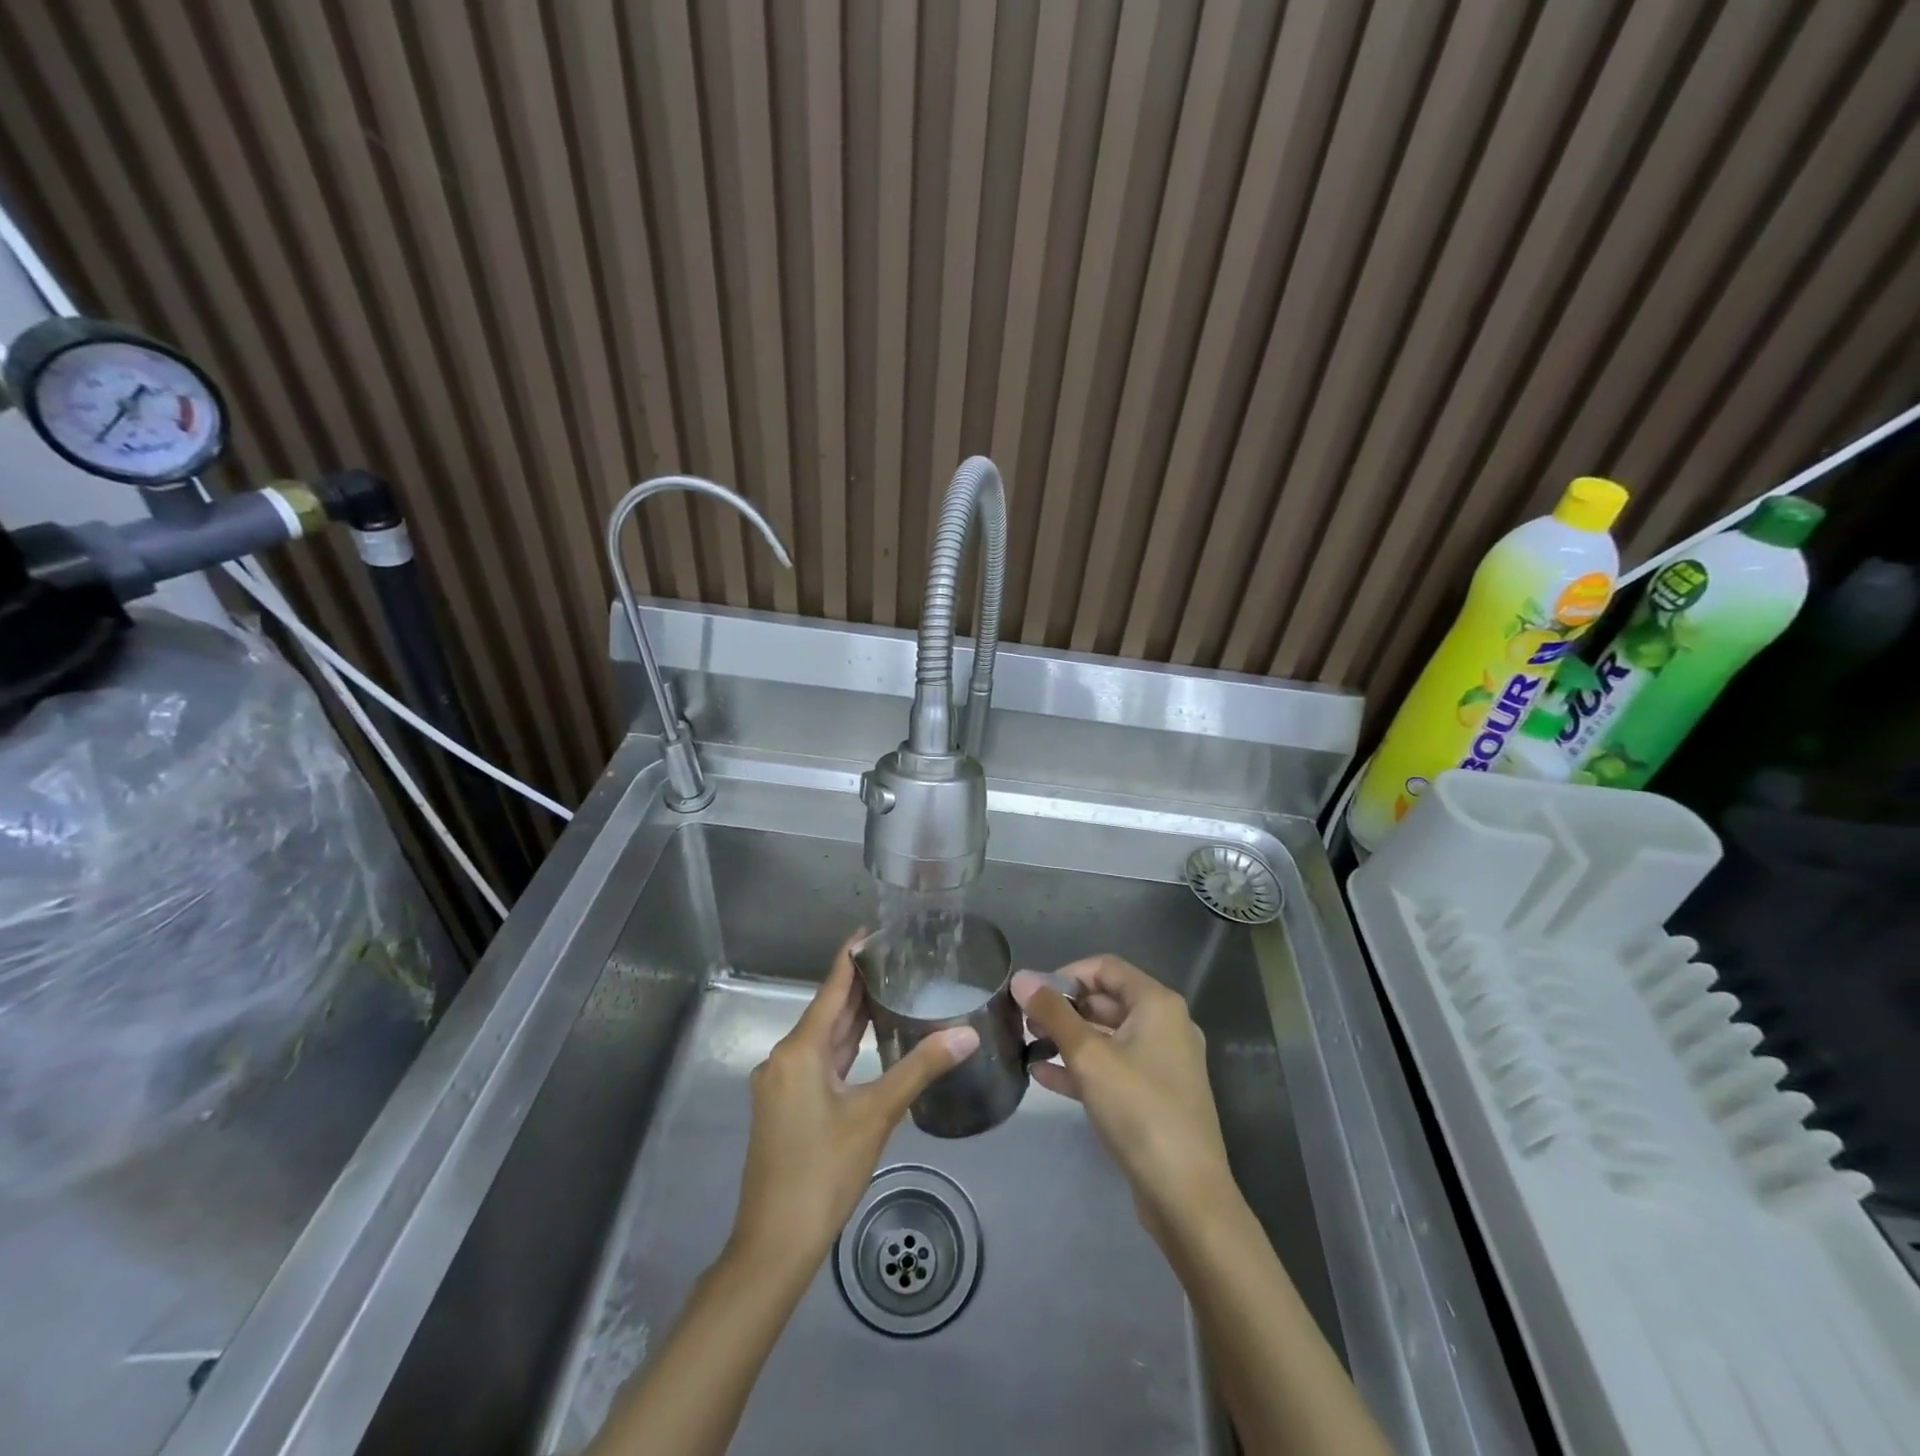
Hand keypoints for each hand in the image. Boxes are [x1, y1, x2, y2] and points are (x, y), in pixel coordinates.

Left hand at [729, 932, 979, 1270]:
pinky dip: (843, 1047)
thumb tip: (966, 1033)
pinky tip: (868, 1041)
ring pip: (822, 1039)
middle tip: (896, 958)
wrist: (774, 1244)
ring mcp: (781, 1084)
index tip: (872, 930)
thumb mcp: (876, 1115)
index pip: (830, 989)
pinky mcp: (785, 1106)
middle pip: (826, 1011)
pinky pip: (817, 1062)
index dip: (851, 958)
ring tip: (889, 989)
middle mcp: (783, 1058)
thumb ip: (920, 1069)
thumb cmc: (823, 1172)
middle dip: (857, 985)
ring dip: (851, 1017)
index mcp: (799, 1051)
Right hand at [1013, 956, 1234, 1241]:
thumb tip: (1020, 977)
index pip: (1106, 968)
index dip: (1066, 973)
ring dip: (1068, 1038)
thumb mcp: (1088, 1056)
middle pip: (1106, 1000)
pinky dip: (1081, 1067)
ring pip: (1107, 1037)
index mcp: (1157, 1004)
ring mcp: (1162, 1063)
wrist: (1186, 1194)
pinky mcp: (1154, 1096)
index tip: (1033, 993)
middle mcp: (1165, 1026)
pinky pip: (1113, 1068)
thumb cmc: (1139, 1110)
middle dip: (1064, 1008)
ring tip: (1027, 1044)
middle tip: (1024, 1020)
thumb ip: (1053, 1013)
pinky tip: (1042, 1076)